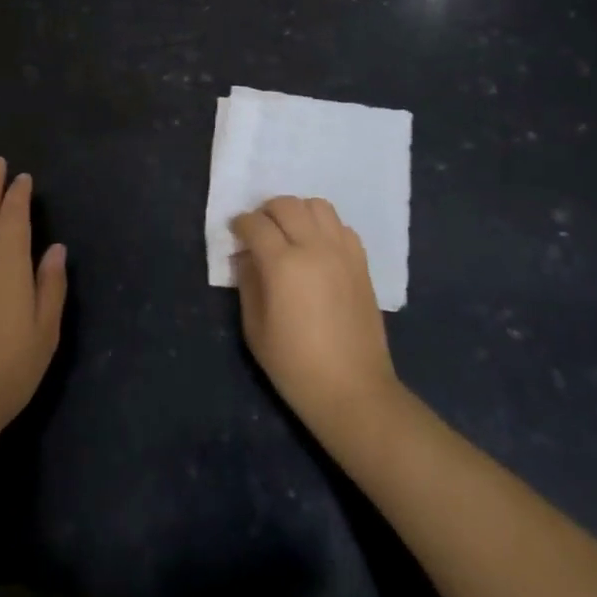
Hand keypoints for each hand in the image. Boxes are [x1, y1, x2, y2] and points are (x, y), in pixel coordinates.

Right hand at [231, 196, 400, 441]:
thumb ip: (247, 282)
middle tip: (259, 232)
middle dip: (266, 212)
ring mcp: (342, 252)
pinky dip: (324, 227)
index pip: (256, 224)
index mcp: (283, 265)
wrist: (353, 391)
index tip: (235, 233)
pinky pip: (340, 225)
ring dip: (297, 212)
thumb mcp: (255, 329)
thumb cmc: (295, 366)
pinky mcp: (361, 262)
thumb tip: (246, 255)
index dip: (240, 223)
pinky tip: (317, 248)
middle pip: (286, 204)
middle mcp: (314, 248)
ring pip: (317, 205)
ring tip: (290, 233)